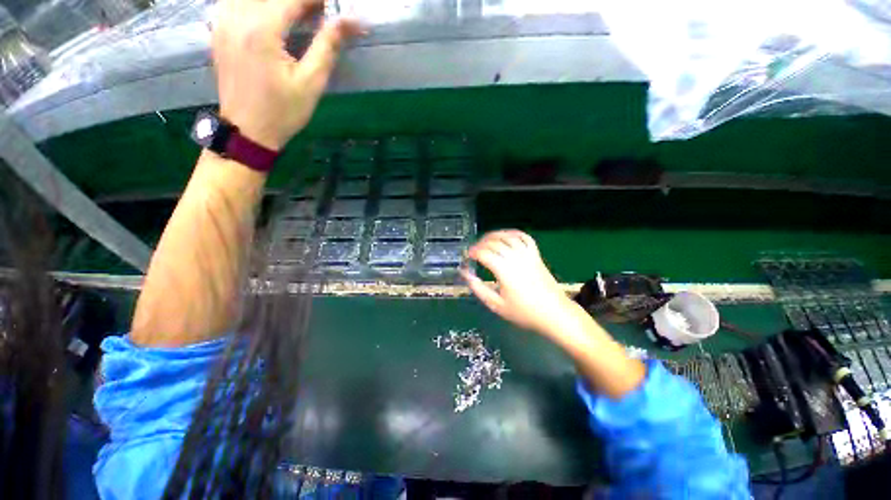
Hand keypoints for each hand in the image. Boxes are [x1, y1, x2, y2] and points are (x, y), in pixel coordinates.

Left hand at [211, 0, 362, 150]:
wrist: (248, 131)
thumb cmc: (283, 112)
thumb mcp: (311, 83)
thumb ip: (328, 46)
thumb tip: (352, 21)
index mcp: (262, 30)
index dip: (316, 0)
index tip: (333, 7)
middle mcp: (236, 17)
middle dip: (299, 1)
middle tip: (317, 12)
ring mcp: (222, 22)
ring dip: (277, 3)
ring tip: (297, 15)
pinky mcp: (217, 30)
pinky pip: (234, 2)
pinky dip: (256, 5)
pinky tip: (271, 17)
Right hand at [461, 230, 579, 336]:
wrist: (554, 313)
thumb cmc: (524, 312)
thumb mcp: (497, 305)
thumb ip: (479, 289)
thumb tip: (467, 274)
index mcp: (505, 271)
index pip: (484, 253)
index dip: (474, 252)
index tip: (468, 256)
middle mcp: (515, 258)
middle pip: (495, 242)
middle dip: (481, 243)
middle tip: (474, 250)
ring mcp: (528, 255)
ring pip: (508, 237)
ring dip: (495, 235)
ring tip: (486, 241)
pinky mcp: (536, 255)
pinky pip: (524, 238)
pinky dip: (513, 233)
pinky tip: (506, 236)